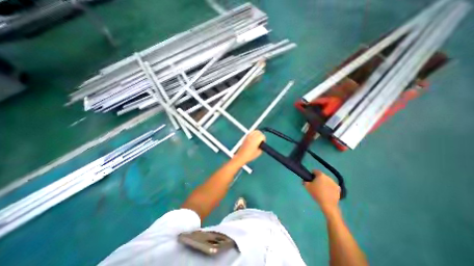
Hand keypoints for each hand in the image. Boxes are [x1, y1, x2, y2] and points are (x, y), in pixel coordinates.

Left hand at [234, 130, 265, 164]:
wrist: (241, 156)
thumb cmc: (250, 155)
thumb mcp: (259, 152)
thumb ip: (261, 146)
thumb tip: (262, 143)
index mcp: (255, 141)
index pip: (262, 136)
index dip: (264, 139)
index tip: (263, 143)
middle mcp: (252, 137)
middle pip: (258, 132)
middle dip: (261, 135)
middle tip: (261, 140)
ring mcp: (248, 136)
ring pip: (254, 131)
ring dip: (257, 134)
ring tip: (257, 139)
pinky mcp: (245, 137)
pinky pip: (251, 132)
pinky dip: (253, 134)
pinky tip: (253, 138)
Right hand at [307, 170, 340, 215]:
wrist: (328, 204)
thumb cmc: (316, 193)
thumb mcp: (307, 187)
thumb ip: (305, 181)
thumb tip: (305, 180)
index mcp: (320, 175)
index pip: (315, 171)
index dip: (312, 174)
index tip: (310, 179)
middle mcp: (328, 177)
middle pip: (321, 175)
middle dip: (318, 179)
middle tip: (315, 185)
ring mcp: (334, 182)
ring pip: (327, 180)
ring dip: (324, 183)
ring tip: (322, 189)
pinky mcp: (338, 188)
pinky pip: (332, 186)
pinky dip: (330, 187)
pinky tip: (328, 192)